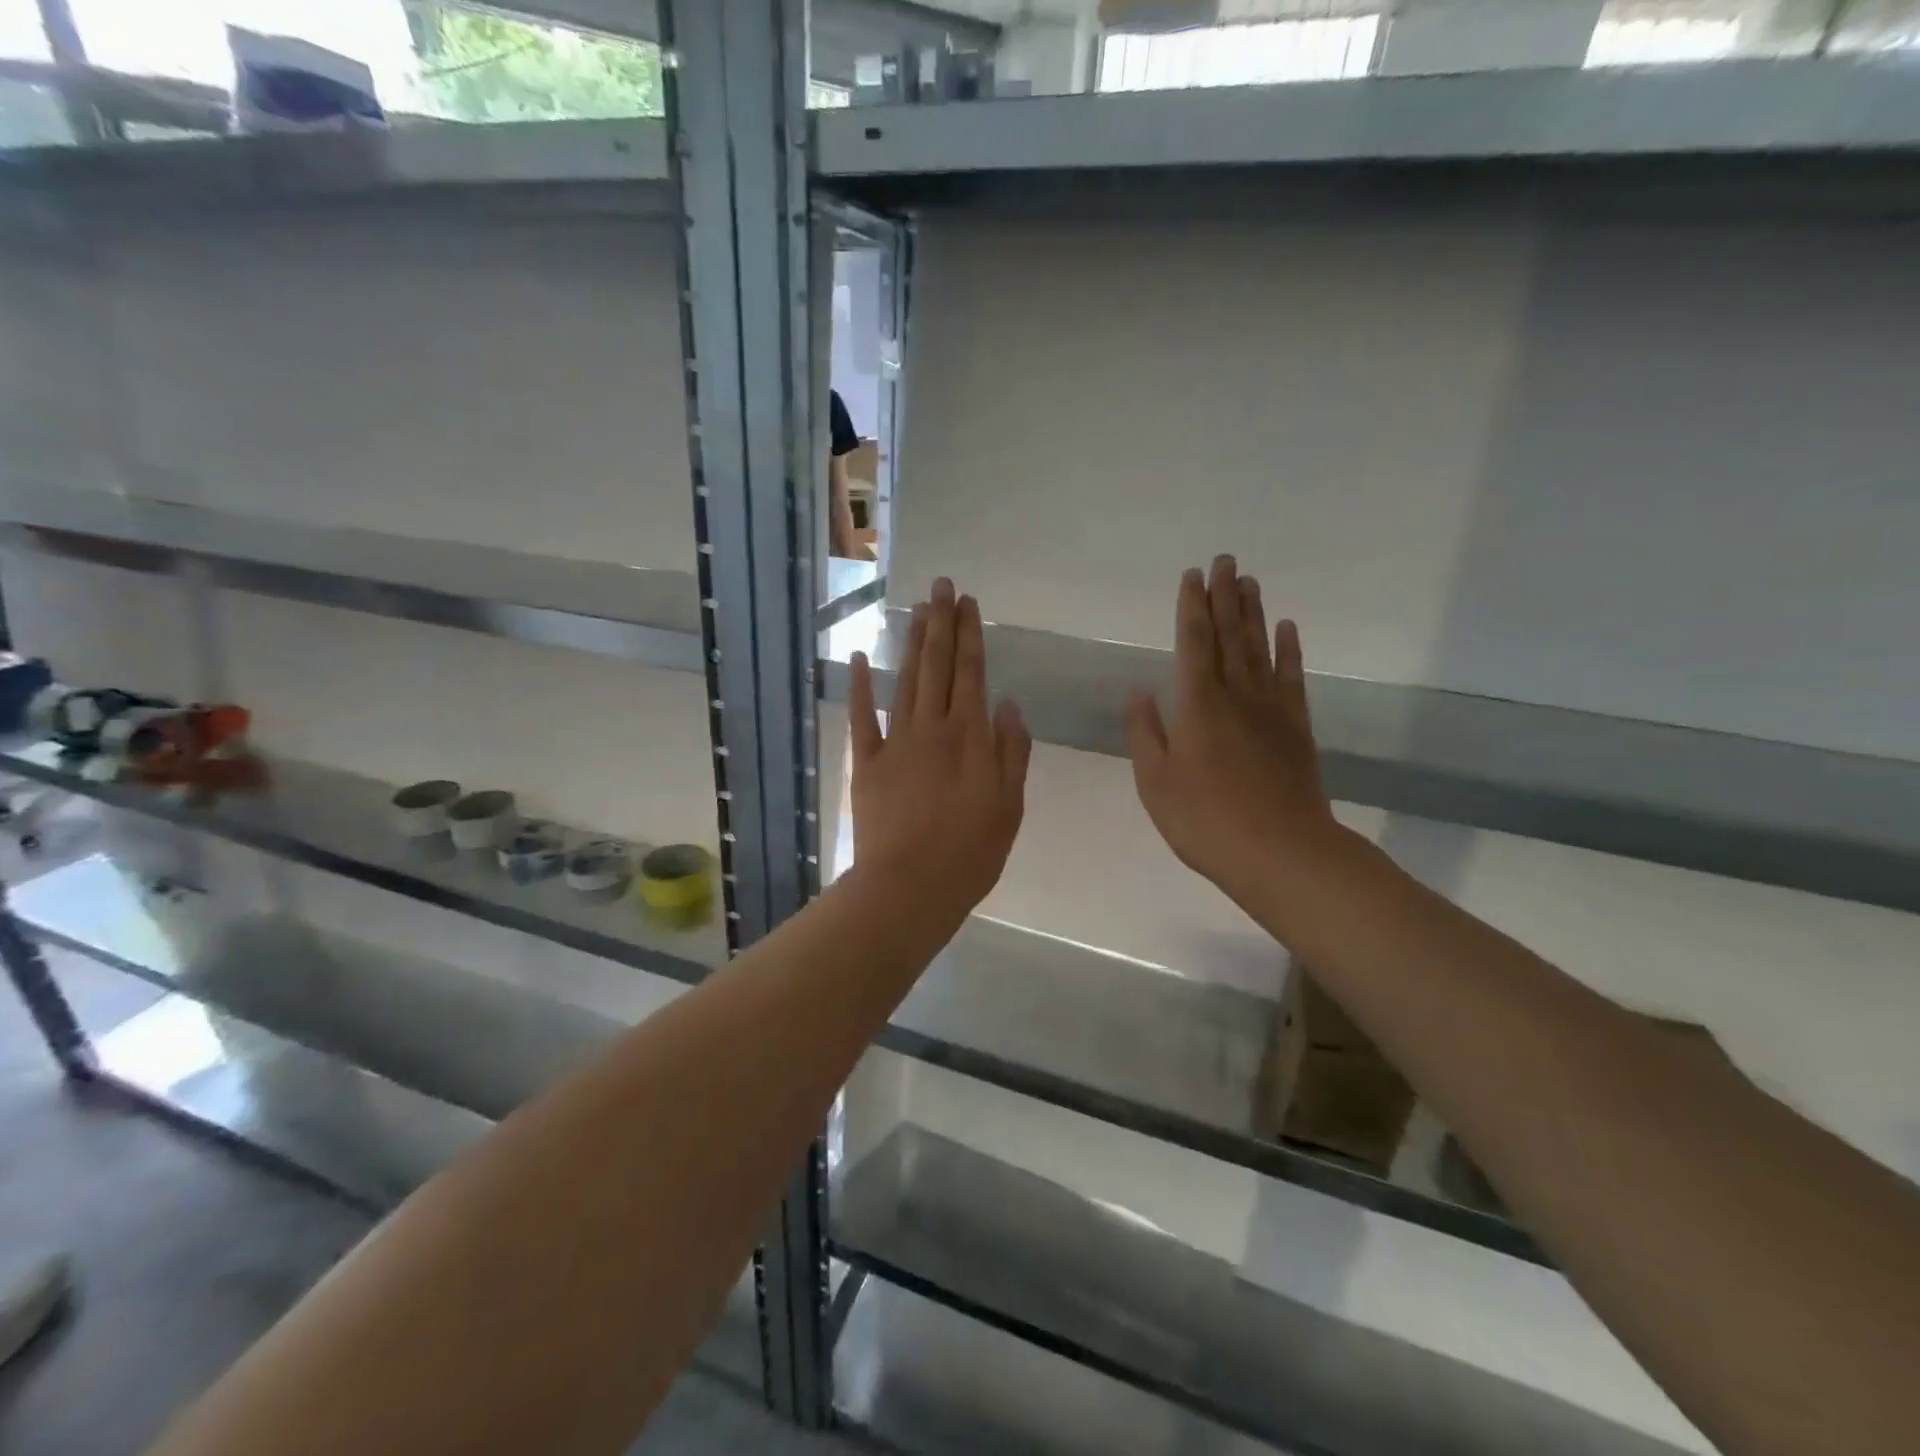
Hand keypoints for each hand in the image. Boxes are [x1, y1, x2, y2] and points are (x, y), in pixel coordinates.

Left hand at [848, 578, 1030, 927]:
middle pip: (938, 666)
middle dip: (941, 623)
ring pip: (906, 681)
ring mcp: (897, 743)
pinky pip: (863, 718)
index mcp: (971, 737)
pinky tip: (861, 657)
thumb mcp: (1010, 806)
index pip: (972, 673)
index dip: (970, 635)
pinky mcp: (867, 763)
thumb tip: (1010, 705)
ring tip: (918, 609)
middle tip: (941, 586)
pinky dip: (861, 687)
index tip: (968, 603)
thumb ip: (1012, 752)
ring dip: (912, 643)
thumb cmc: (971, 852)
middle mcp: (934, 728)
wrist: (911, 887)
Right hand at [1126, 557, 1342, 916]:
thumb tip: (1140, 692)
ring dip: (1252, 612)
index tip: (1192, 576)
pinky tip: (1286, 628)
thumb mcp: (1156, 783)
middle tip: (1225, 560)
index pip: (1193, 644)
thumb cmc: (1206, 821)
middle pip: (1229, 636)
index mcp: (1198, 706)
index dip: (1191, 608)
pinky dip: (1289, 650)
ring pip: (1260, 648)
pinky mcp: (1296, 728)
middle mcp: (1236, 696)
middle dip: (1224, 596)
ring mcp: (1271, 709)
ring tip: (1249, 580)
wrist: (1282, 852)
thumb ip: (1146, 734)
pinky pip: (1292, 678)